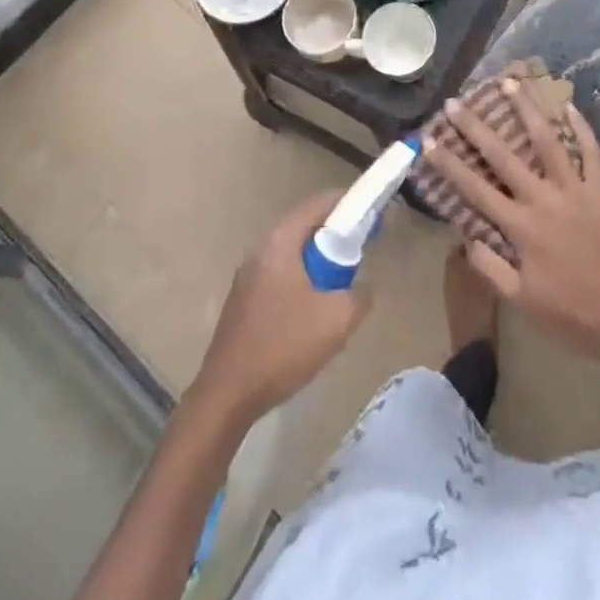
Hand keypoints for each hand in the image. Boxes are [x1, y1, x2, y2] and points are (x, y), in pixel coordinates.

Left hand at [189, 191, 371, 425]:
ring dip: (319, 262)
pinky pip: (281, 274)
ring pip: (293, 253)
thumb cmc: (283, 347)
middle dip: (336, 235)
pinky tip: (314, 311)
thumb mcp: (337, 320)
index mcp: (280, 243)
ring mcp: (247, 276)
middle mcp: (260, 250)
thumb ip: (360, 295)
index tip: (372, 213)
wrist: (227, 396)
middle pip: (305, 227)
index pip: (318, 204)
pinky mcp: (243, 300)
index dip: (348, 202)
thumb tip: (363, 287)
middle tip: (362, 251)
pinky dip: (303, 279)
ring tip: (342, 285)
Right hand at [425, 81, 599, 382]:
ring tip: (510, 82)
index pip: (475, 189)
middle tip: (456, 102)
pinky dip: (580, 126)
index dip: (448, 163)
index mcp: (521, 227)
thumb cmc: (572, 315)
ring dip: (526, 109)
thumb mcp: (521, 301)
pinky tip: (568, 104)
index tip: (428, 139)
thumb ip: (490, 267)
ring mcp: (577, 189)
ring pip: (548, 140)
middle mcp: (545, 199)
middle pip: (504, 155)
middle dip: (476, 127)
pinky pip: (591, 150)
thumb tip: (466, 235)